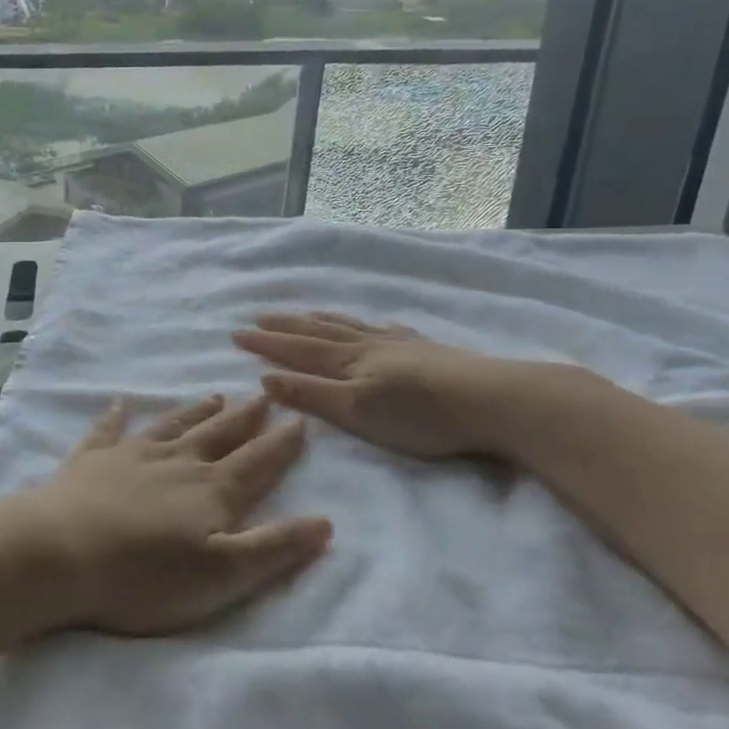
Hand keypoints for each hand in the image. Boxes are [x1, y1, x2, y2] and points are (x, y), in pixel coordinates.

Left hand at [9, 393, 331, 636]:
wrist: (60, 552)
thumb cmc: (145, 576)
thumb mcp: (222, 576)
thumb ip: (274, 548)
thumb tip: (325, 522)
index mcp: (211, 491)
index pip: (257, 462)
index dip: (281, 444)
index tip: (300, 419)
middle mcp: (176, 462)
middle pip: (218, 435)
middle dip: (244, 417)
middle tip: (262, 395)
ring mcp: (131, 456)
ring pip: (173, 426)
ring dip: (195, 411)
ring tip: (214, 395)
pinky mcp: (91, 461)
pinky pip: (107, 431)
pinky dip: (115, 417)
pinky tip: (119, 403)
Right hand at [233, 311, 538, 461]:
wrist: (491, 400)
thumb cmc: (420, 415)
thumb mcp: (357, 412)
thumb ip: (312, 395)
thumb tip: (265, 378)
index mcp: (348, 361)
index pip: (297, 348)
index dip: (266, 342)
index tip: (236, 333)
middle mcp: (368, 344)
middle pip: (318, 330)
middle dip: (286, 325)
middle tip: (259, 315)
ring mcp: (398, 343)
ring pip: (349, 325)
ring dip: (320, 319)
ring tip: (303, 312)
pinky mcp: (425, 349)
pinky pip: (382, 328)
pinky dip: (364, 324)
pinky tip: (373, 325)